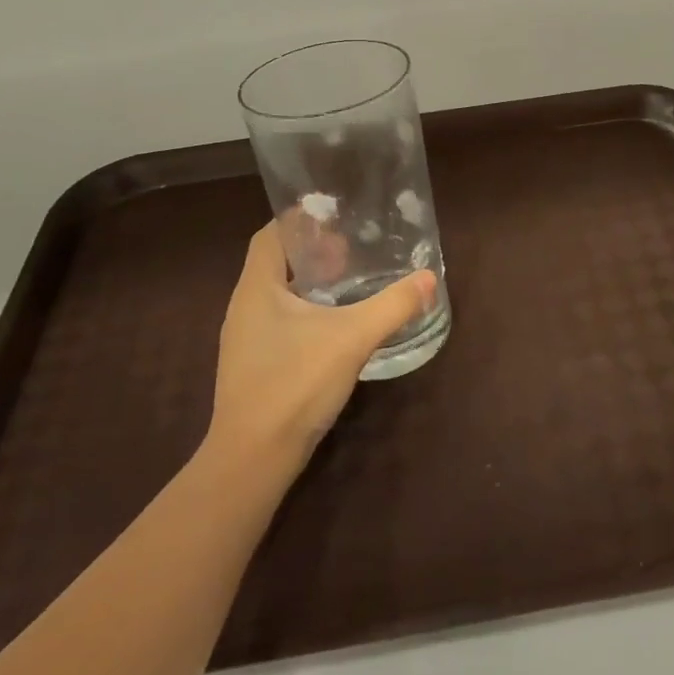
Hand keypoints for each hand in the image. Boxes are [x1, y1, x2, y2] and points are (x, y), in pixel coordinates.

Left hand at [207, 222, 436, 470]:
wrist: (253, 458)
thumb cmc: (294, 384)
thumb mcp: (351, 338)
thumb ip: (392, 306)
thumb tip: (429, 279)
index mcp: (256, 289)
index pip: (270, 235)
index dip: (299, 220)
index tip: (334, 216)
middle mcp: (244, 308)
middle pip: (275, 263)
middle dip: (312, 252)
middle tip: (352, 249)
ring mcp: (246, 340)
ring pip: (278, 296)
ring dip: (310, 284)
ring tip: (349, 283)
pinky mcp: (254, 366)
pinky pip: (280, 323)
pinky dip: (306, 313)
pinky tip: (335, 327)